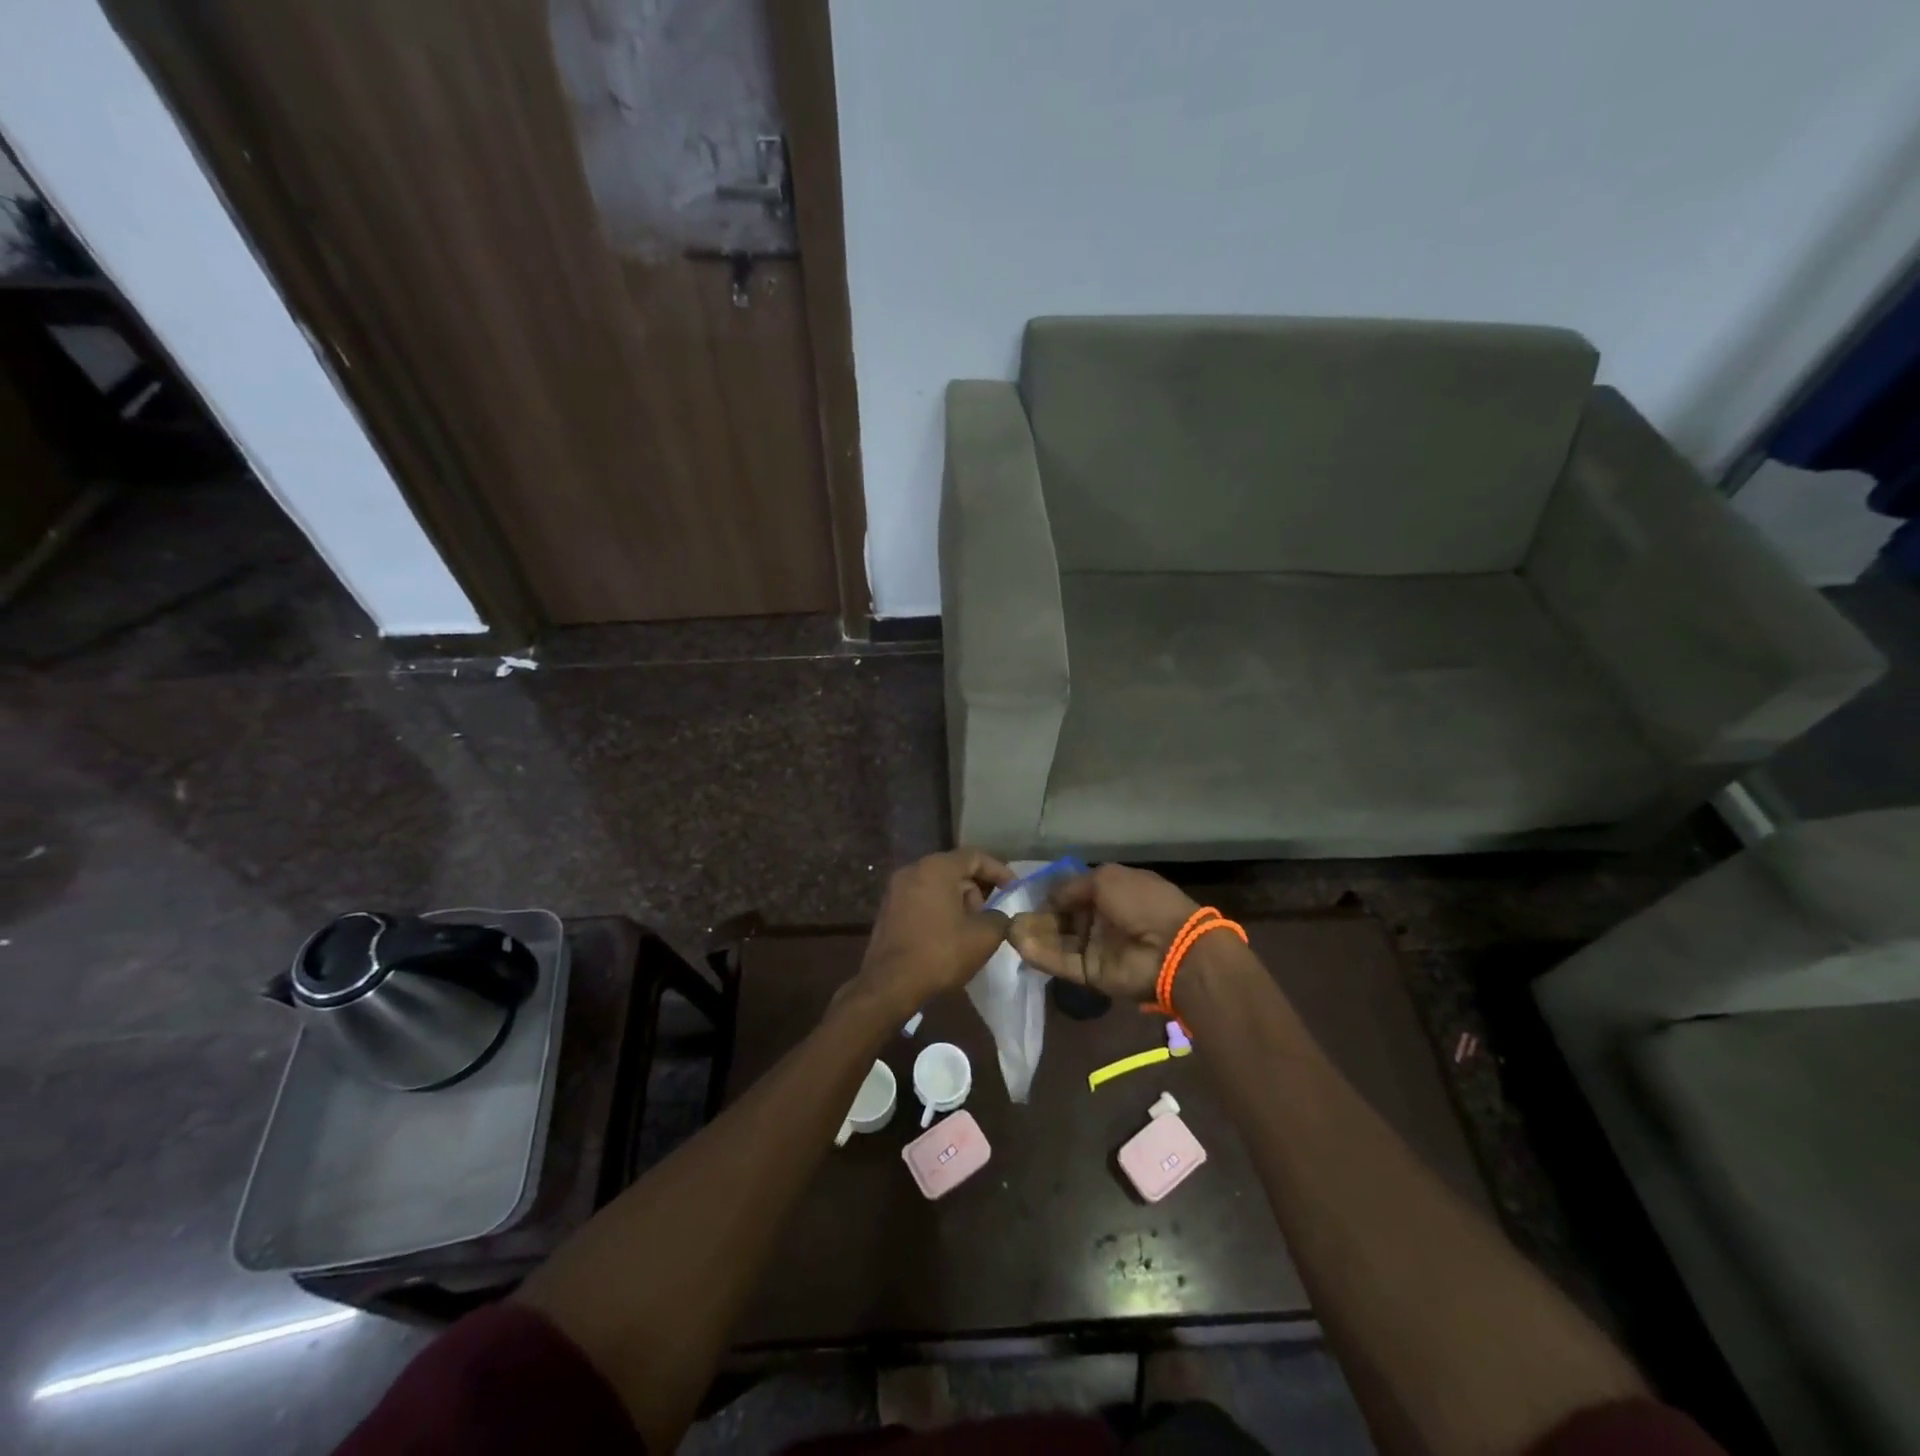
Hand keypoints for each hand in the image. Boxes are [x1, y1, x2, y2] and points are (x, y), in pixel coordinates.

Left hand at [854, 848, 1014, 1012]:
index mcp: (936, 868)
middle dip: (977, 890)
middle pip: (955, 870)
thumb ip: (1000, 918)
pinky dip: (939, 910)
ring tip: (969, 931)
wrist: (890, 985)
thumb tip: (999, 916)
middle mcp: (913, 870)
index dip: (999, 871)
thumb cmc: (940, 953)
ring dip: (959, 902)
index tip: (1014, 889)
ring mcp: (896, 889)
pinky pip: (922, 899)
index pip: (974, 856)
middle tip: (989, 917)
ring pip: (938, 885)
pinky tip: (948, 936)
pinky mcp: (888, 909)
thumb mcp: (983, 937)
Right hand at [1009, 863, 1199, 1002]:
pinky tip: (1020, 945)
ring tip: (1009, 930)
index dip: (1051, 894)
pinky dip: (1041, 955)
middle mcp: (1100, 920)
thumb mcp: (1106, 878)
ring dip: (1034, 935)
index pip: (1072, 893)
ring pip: (1058, 941)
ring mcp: (1095, 948)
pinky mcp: (1091, 974)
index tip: (1025, 894)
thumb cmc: (1142, 902)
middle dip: (1037, 917)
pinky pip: (1062, 963)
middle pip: (1061, 919)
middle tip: (1012, 916)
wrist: (1172, 947)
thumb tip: (1049, 897)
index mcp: (1109, 893)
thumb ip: (1071, 886)